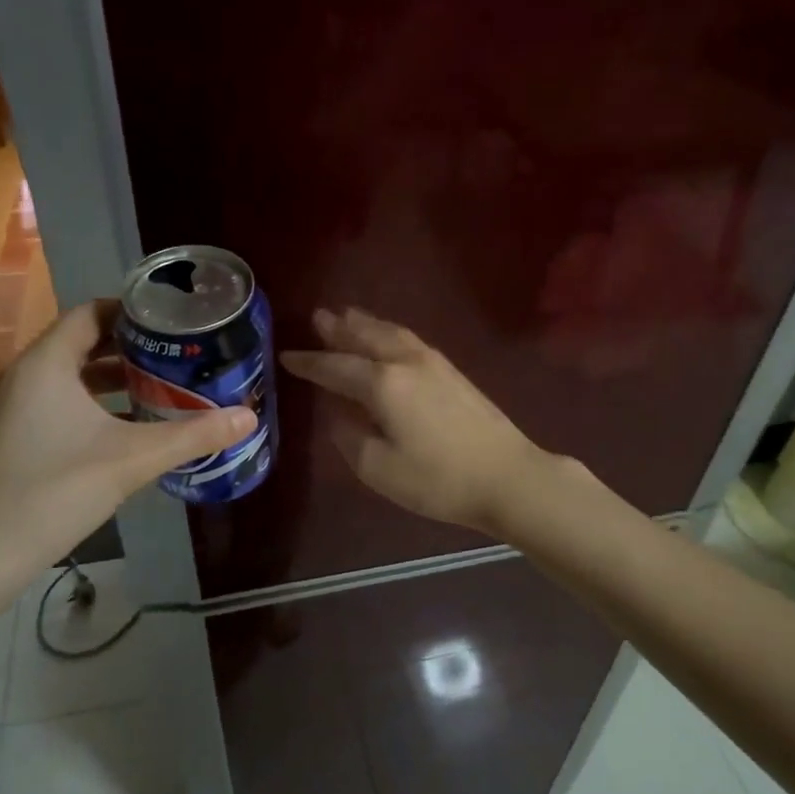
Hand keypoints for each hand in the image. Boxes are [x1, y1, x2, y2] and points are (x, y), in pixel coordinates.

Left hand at [0, 301, 254, 574]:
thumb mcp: (134, 459)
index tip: (174, 320)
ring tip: (162, 383)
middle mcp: (25, 376)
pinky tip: (129, 425)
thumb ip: (193, 435)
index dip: (133, 311)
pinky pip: (59, 401)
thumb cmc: (55, 490)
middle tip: (178, 350)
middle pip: (82, 341)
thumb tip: (249, 417)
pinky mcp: (14, 436)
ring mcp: (14, 408)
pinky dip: (95, 402)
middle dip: (131, 345)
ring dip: (114, 376)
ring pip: (71, 375)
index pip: (91, 313)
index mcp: (46, 364)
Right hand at [281, 308, 551, 534]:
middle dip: (338, 328)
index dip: (309, 362)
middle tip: (318, 316)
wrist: (507, 476)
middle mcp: (405, 362)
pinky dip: (389, 332)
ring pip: (390, 333)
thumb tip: (338, 413)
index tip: (287, 356)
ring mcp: (433, 363)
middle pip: (365, 337)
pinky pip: (409, 340)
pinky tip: (388, 339)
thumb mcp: (378, 468)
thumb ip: (349, 436)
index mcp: (382, 384)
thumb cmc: (438, 479)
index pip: (335, 367)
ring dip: (366, 324)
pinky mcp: (452, 371)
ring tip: (348, 315)